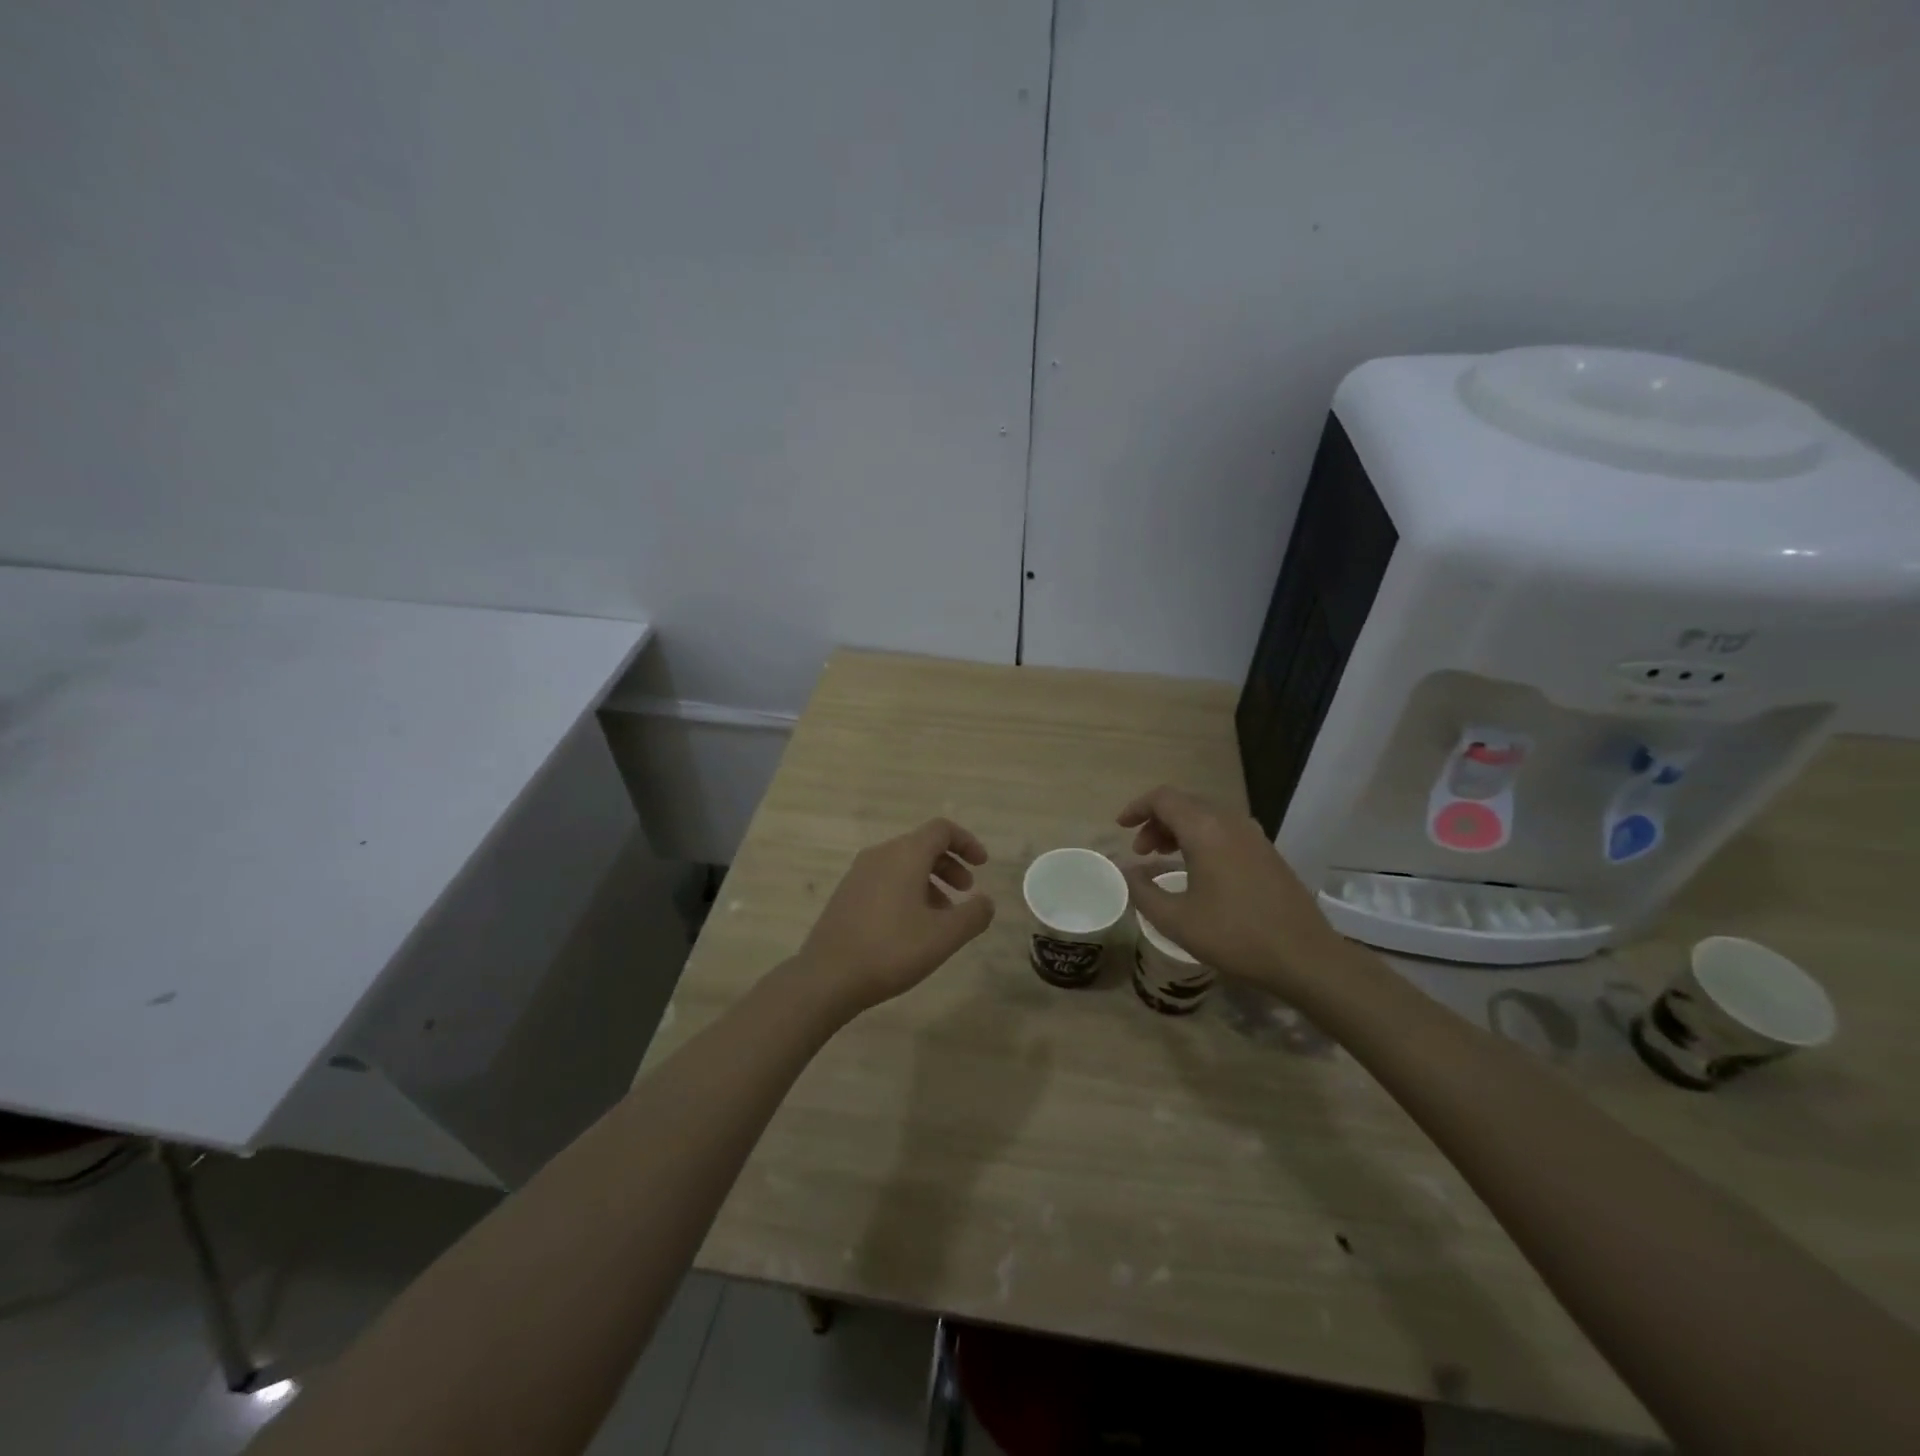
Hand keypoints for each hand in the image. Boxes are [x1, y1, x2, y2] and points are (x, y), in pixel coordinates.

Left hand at [795, 818, 995, 1012]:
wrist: (827, 976)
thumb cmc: (892, 949)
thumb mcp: (944, 936)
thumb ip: (973, 915)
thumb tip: (986, 901)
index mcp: (905, 855)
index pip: (941, 830)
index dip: (967, 842)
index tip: (982, 865)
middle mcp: (880, 855)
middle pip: (922, 845)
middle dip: (950, 865)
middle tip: (966, 892)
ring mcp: (858, 873)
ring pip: (903, 864)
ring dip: (929, 881)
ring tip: (942, 916)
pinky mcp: (846, 894)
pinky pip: (885, 880)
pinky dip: (907, 891)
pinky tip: (912, 926)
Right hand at [1118, 785, 1350, 996]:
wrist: (1305, 957)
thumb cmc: (1235, 936)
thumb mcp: (1176, 920)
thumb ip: (1142, 891)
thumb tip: (1125, 871)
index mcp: (1205, 830)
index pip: (1163, 798)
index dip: (1137, 807)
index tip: (1120, 827)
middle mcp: (1230, 822)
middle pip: (1185, 803)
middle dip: (1156, 821)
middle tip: (1141, 851)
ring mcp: (1253, 835)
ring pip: (1206, 816)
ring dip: (1179, 830)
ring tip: (1163, 858)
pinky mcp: (1267, 851)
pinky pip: (1224, 830)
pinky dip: (1201, 838)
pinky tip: (1197, 870)